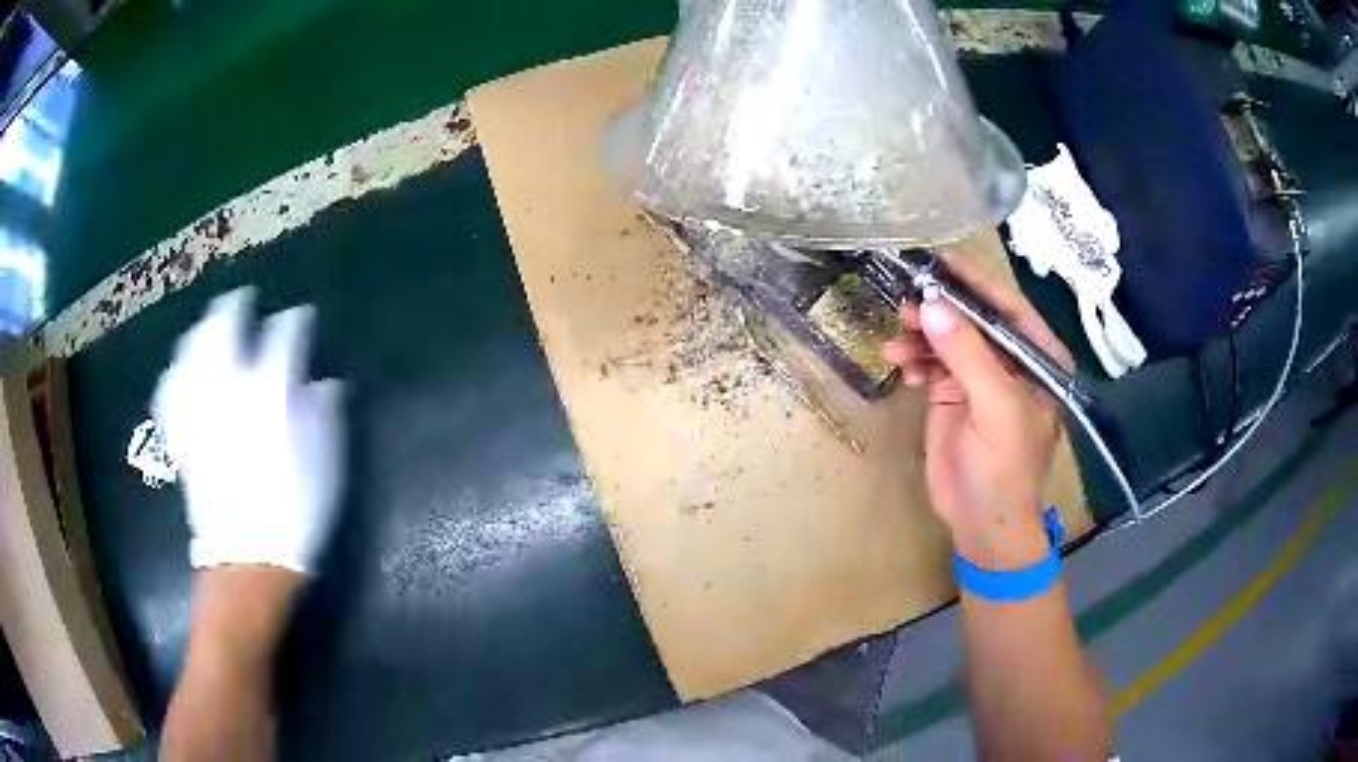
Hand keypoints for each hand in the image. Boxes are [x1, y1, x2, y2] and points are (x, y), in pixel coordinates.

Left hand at [154, 288, 343, 573]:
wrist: (249, 562)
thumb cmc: (296, 513)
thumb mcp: (327, 466)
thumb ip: (326, 415)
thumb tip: (324, 384)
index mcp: (271, 392)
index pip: (284, 336)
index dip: (295, 322)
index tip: (301, 318)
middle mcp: (229, 389)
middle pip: (225, 328)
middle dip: (235, 308)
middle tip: (243, 300)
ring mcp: (200, 410)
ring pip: (192, 351)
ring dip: (200, 331)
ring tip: (208, 325)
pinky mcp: (183, 435)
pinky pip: (171, 393)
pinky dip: (174, 374)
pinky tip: (177, 369)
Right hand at [881, 257, 1071, 569]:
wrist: (982, 522)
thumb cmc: (1005, 469)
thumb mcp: (996, 409)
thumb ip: (968, 355)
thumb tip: (932, 305)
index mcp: (1038, 358)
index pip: (1009, 308)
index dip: (977, 283)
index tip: (940, 261)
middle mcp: (1010, 359)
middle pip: (973, 318)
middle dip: (941, 309)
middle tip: (908, 305)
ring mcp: (980, 376)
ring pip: (947, 337)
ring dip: (920, 335)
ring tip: (897, 344)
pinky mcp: (953, 393)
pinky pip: (931, 361)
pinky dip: (914, 359)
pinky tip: (902, 367)